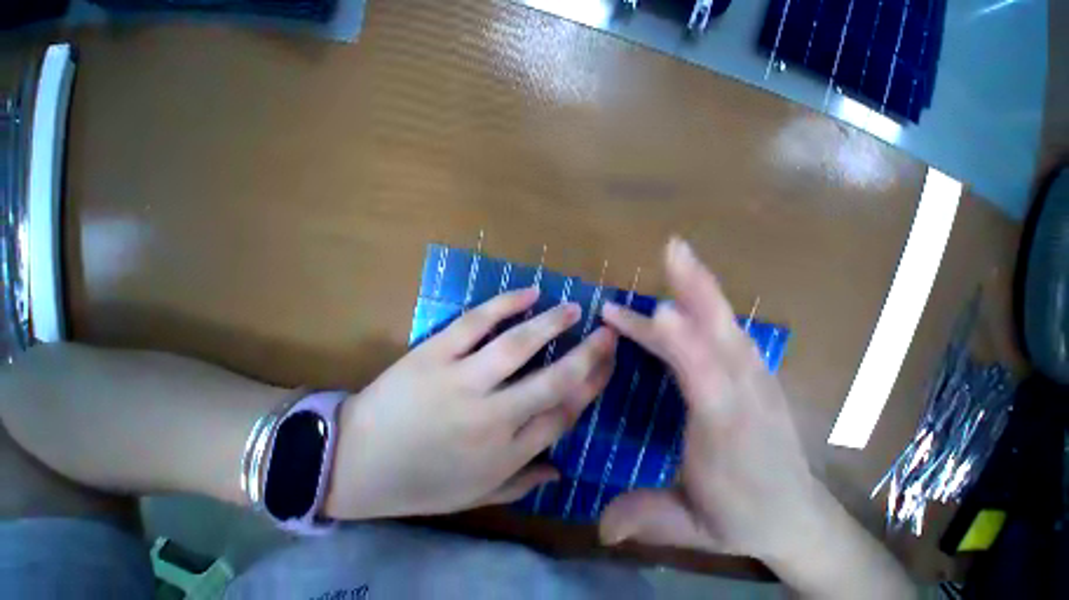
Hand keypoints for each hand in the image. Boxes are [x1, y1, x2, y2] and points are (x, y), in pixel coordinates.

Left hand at [325, 288, 616, 519]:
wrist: (351, 464)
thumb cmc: (417, 483)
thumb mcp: (474, 495)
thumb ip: (521, 482)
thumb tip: (562, 468)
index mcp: (504, 452)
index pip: (564, 415)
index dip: (591, 387)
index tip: (607, 366)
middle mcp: (492, 417)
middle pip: (554, 381)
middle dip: (588, 356)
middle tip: (608, 333)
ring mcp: (461, 382)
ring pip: (518, 346)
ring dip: (552, 324)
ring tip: (573, 309)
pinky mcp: (434, 355)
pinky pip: (475, 323)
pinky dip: (505, 304)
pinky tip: (529, 293)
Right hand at [597, 238, 824, 565]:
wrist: (800, 514)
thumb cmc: (742, 516)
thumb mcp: (694, 526)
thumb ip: (648, 517)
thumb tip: (599, 527)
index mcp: (729, 435)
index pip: (708, 385)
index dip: (686, 350)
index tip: (658, 315)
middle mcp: (746, 394)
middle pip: (723, 335)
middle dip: (698, 292)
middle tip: (673, 251)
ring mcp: (755, 376)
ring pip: (725, 322)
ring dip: (699, 286)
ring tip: (676, 254)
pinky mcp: (753, 369)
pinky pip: (725, 327)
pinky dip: (705, 301)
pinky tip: (685, 287)